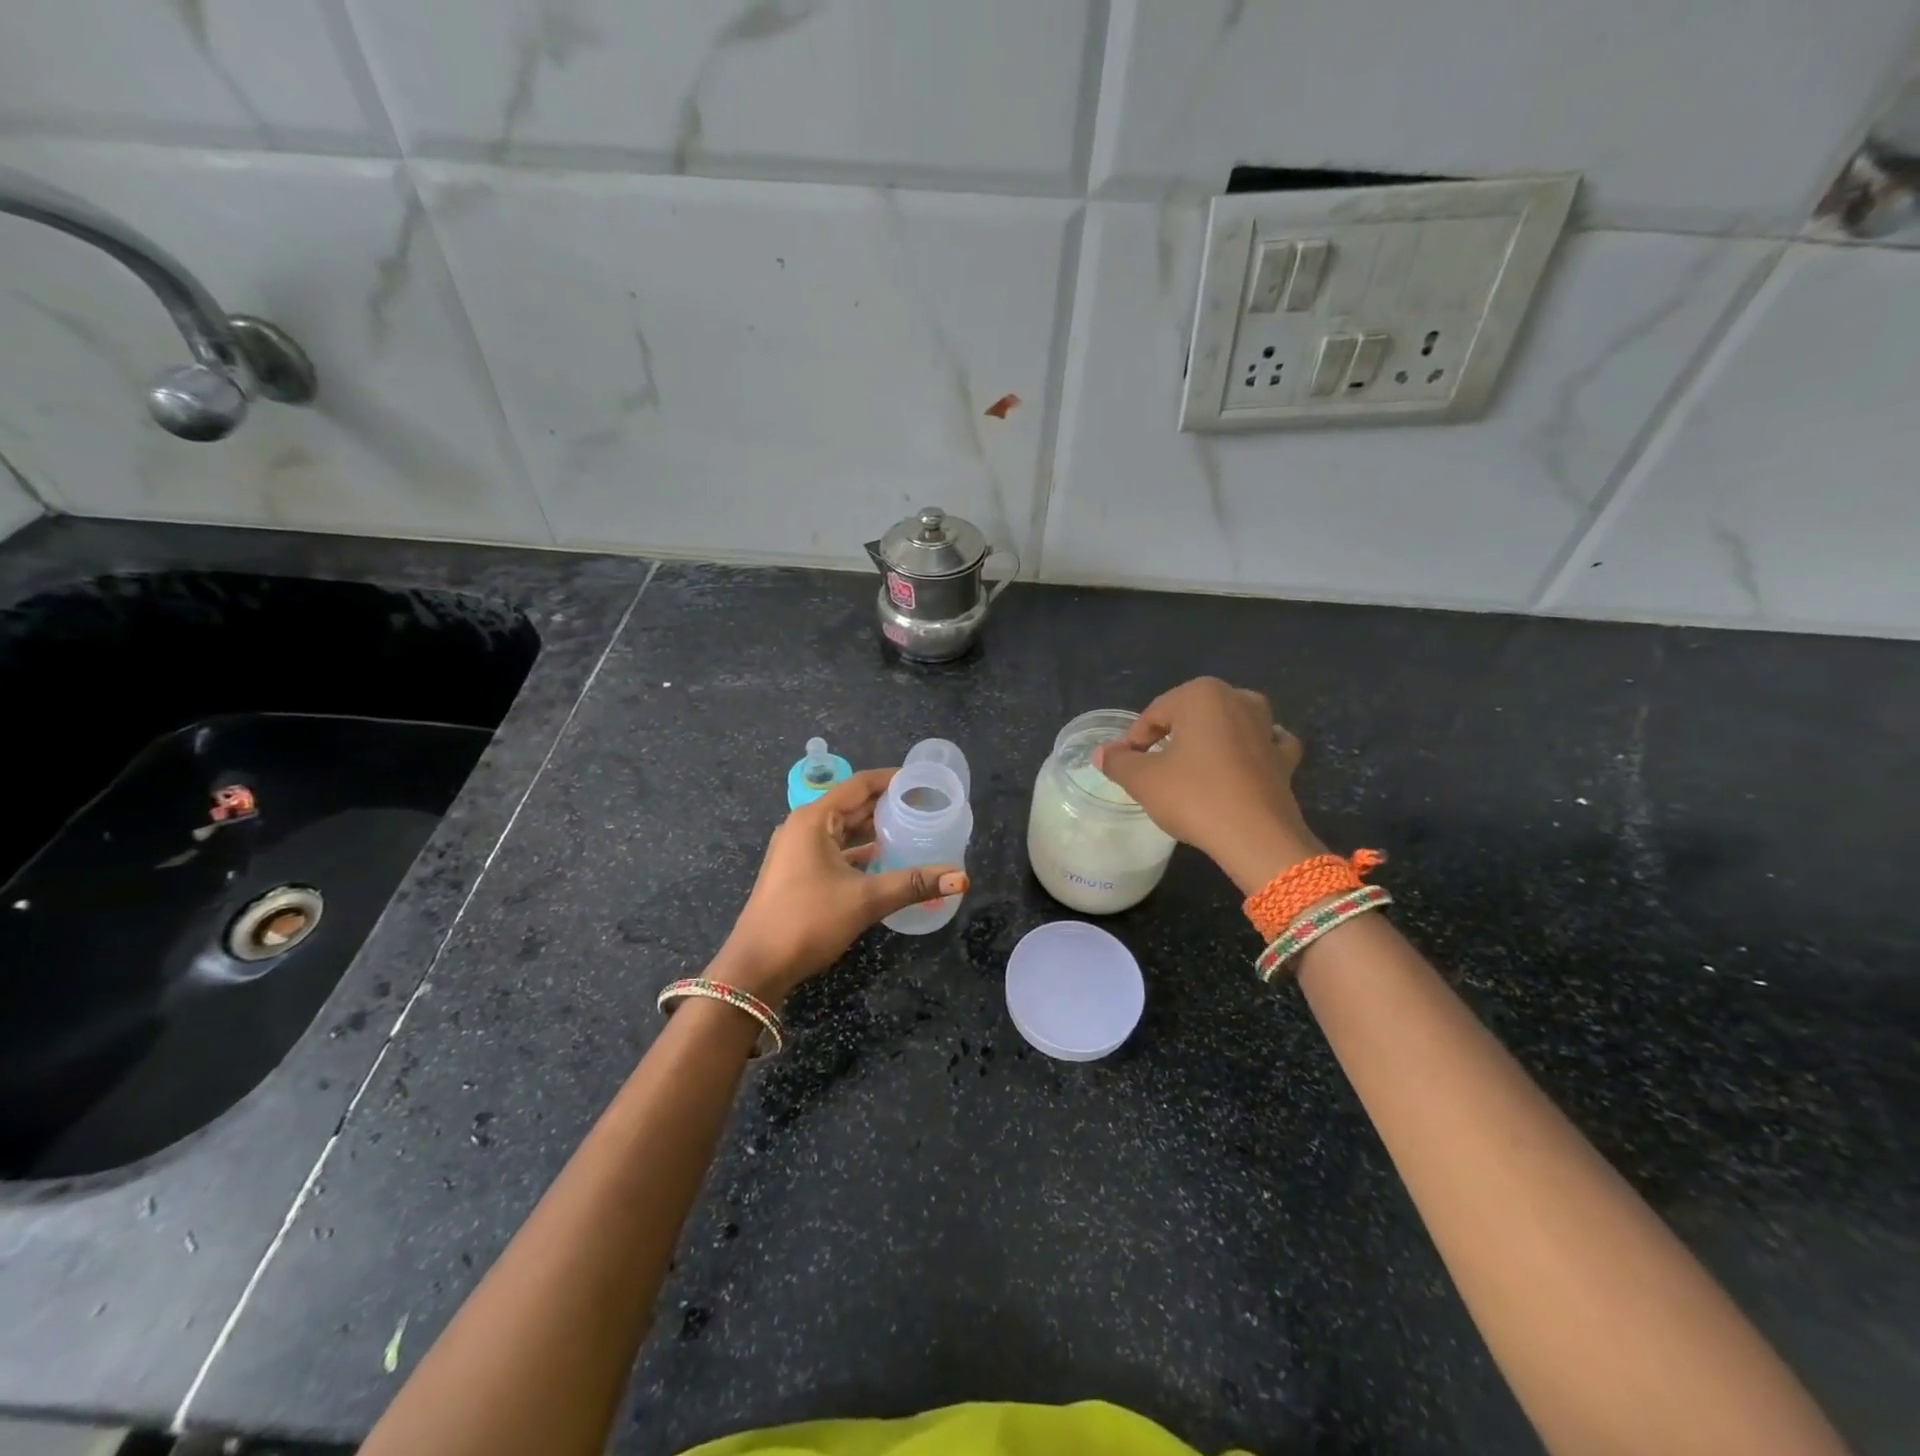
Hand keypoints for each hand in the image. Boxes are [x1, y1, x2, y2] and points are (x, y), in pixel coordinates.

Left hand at [712, 768, 967, 1004]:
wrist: (756, 967)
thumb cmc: (807, 921)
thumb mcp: (865, 899)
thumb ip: (913, 884)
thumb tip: (961, 878)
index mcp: (814, 819)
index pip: (860, 785)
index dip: (892, 779)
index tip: (924, 781)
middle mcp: (804, 827)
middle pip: (852, 804)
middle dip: (888, 804)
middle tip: (927, 805)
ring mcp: (798, 850)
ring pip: (844, 829)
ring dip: (875, 828)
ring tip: (913, 828)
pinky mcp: (798, 872)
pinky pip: (836, 850)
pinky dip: (861, 851)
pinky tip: (886, 859)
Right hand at [1094, 677, 1322, 894]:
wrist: (1257, 838)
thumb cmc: (1195, 797)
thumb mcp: (1143, 779)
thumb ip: (1118, 761)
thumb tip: (1104, 753)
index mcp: (1202, 694)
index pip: (1153, 715)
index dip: (1133, 742)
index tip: (1125, 768)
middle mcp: (1239, 699)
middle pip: (1189, 717)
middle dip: (1170, 739)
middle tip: (1153, 772)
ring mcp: (1267, 727)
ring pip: (1226, 727)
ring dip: (1207, 742)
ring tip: (1189, 771)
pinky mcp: (1285, 757)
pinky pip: (1259, 746)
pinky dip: (1246, 753)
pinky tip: (1237, 768)